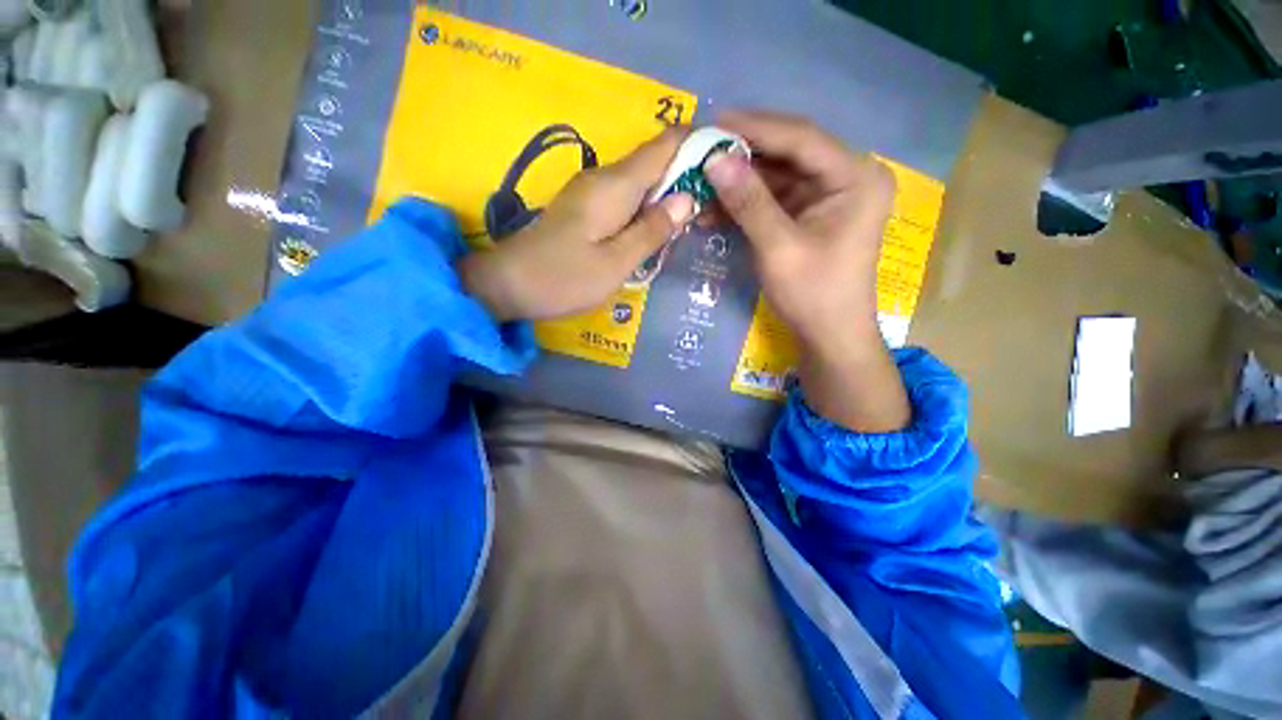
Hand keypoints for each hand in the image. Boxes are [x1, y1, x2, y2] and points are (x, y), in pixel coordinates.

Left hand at [459, 130, 695, 321]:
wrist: (507, 285)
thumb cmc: (563, 278)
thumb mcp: (615, 263)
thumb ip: (652, 231)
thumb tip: (687, 198)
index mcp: (615, 185)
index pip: (665, 144)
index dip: (697, 144)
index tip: (726, 163)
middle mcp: (604, 178)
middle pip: (655, 161)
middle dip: (688, 174)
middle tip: (715, 204)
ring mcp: (592, 192)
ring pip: (641, 181)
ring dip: (668, 194)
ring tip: (695, 217)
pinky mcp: (585, 208)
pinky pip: (626, 199)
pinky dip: (647, 208)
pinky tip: (658, 229)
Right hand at [706, 111, 909, 431]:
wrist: (830, 335)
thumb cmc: (813, 294)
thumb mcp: (778, 247)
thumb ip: (748, 202)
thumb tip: (715, 159)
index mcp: (855, 177)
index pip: (801, 138)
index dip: (755, 127)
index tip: (713, 121)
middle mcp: (846, 177)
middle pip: (789, 153)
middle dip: (743, 155)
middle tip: (701, 149)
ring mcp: (827, 196)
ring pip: (777, 176)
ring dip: (739, 182)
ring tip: (700, 181)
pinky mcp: (810, 214)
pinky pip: (774, 199)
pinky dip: (745, 203)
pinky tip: (715, 207)